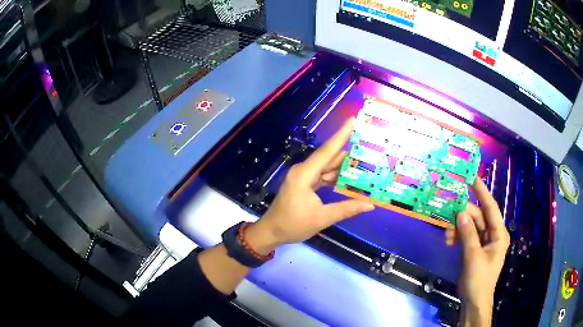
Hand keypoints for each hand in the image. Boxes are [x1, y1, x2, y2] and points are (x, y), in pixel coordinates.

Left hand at [245, 118, 373, 254]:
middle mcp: (303, 170)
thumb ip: (346, 209)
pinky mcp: (304, 183)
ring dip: (343, 166)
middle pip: (329, 157)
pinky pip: (322, 175)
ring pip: (326, 166)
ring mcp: (303, 176)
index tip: (352, 119)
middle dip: (348, 151)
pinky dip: (334, 176)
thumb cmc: (293, 225)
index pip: (327, 151)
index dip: (341, 134)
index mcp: (304, 174)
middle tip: (368, 146)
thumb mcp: (322, 218)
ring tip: (364, 162)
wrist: (272, 231)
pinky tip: (348, 177)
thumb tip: (370, 205)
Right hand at [446, 178, 509, 325]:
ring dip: (458, 228)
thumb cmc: (478, 280)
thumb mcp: (473, 257)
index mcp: (498, 234)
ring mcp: (483, 242)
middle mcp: (492, 235)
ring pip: (470, 227)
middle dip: (464, 215)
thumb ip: (468, 234)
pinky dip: (457, 236)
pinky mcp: (474, 249)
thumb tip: (460, 212)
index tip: (472, 177)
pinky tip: (448, 240)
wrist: (473, 302)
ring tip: (446, 233)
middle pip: (478, 217)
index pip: (491, 207)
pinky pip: (466, 237)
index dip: (482, 191)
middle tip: (448, 210)